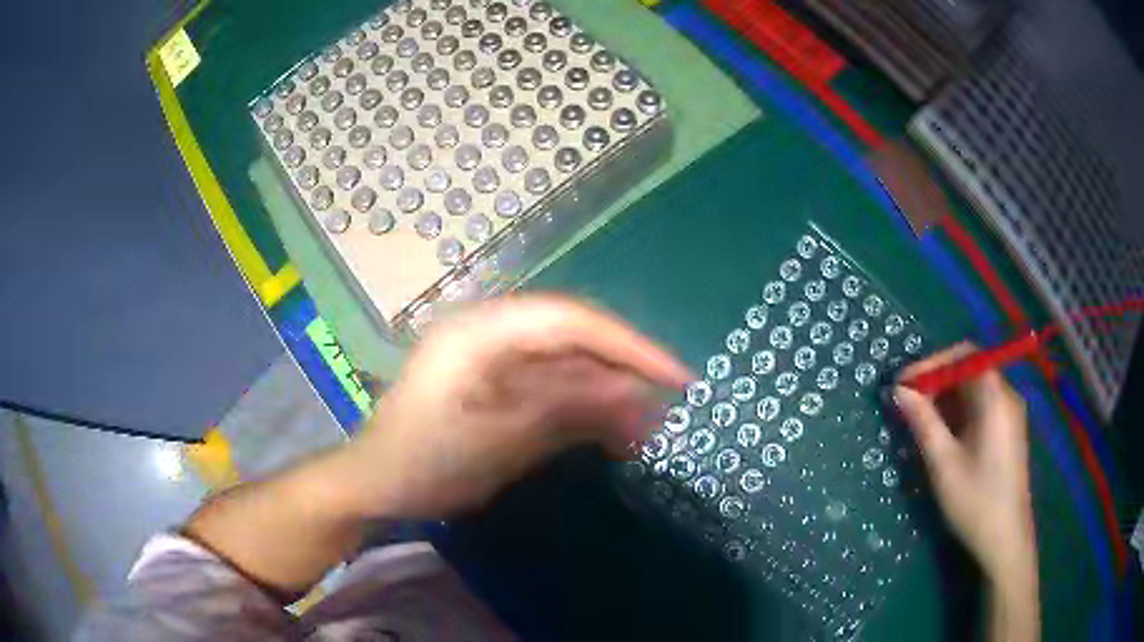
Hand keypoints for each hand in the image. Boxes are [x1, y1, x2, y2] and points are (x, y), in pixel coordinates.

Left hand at [341, 294, 690, 518]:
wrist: (375, 485)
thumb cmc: (425, 462)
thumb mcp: (500, 439)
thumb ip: (567, 407)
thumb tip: (635, 389)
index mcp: (482, 331)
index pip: (571, 321)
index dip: (629, 345)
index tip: (675, 377)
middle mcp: (489, 330)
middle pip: (572, 337)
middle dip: (621, 371)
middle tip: (667, 406)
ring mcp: (491, 356)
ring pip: (565, 363)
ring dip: (606, 393)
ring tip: (646, 427)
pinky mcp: (494, 382)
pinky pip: (549, 386)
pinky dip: (582, 407)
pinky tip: (610, 431)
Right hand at [892, 343, 1036, 581]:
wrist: (1005, 540)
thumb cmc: (975, 500)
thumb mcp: (943, 464)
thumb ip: (923, 422)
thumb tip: (899, 391)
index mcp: (994, 397)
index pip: (963, 356)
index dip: (931, 364)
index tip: (903, 384)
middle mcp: (1006, 395)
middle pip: (970, 370)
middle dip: (937, 382)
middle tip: (908, 404)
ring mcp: (1010, 414)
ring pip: (974, 390)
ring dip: (946, 399)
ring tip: (920, 422)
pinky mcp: (1008, 431)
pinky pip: (982, 407)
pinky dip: (959, 413)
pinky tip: (944, 436)